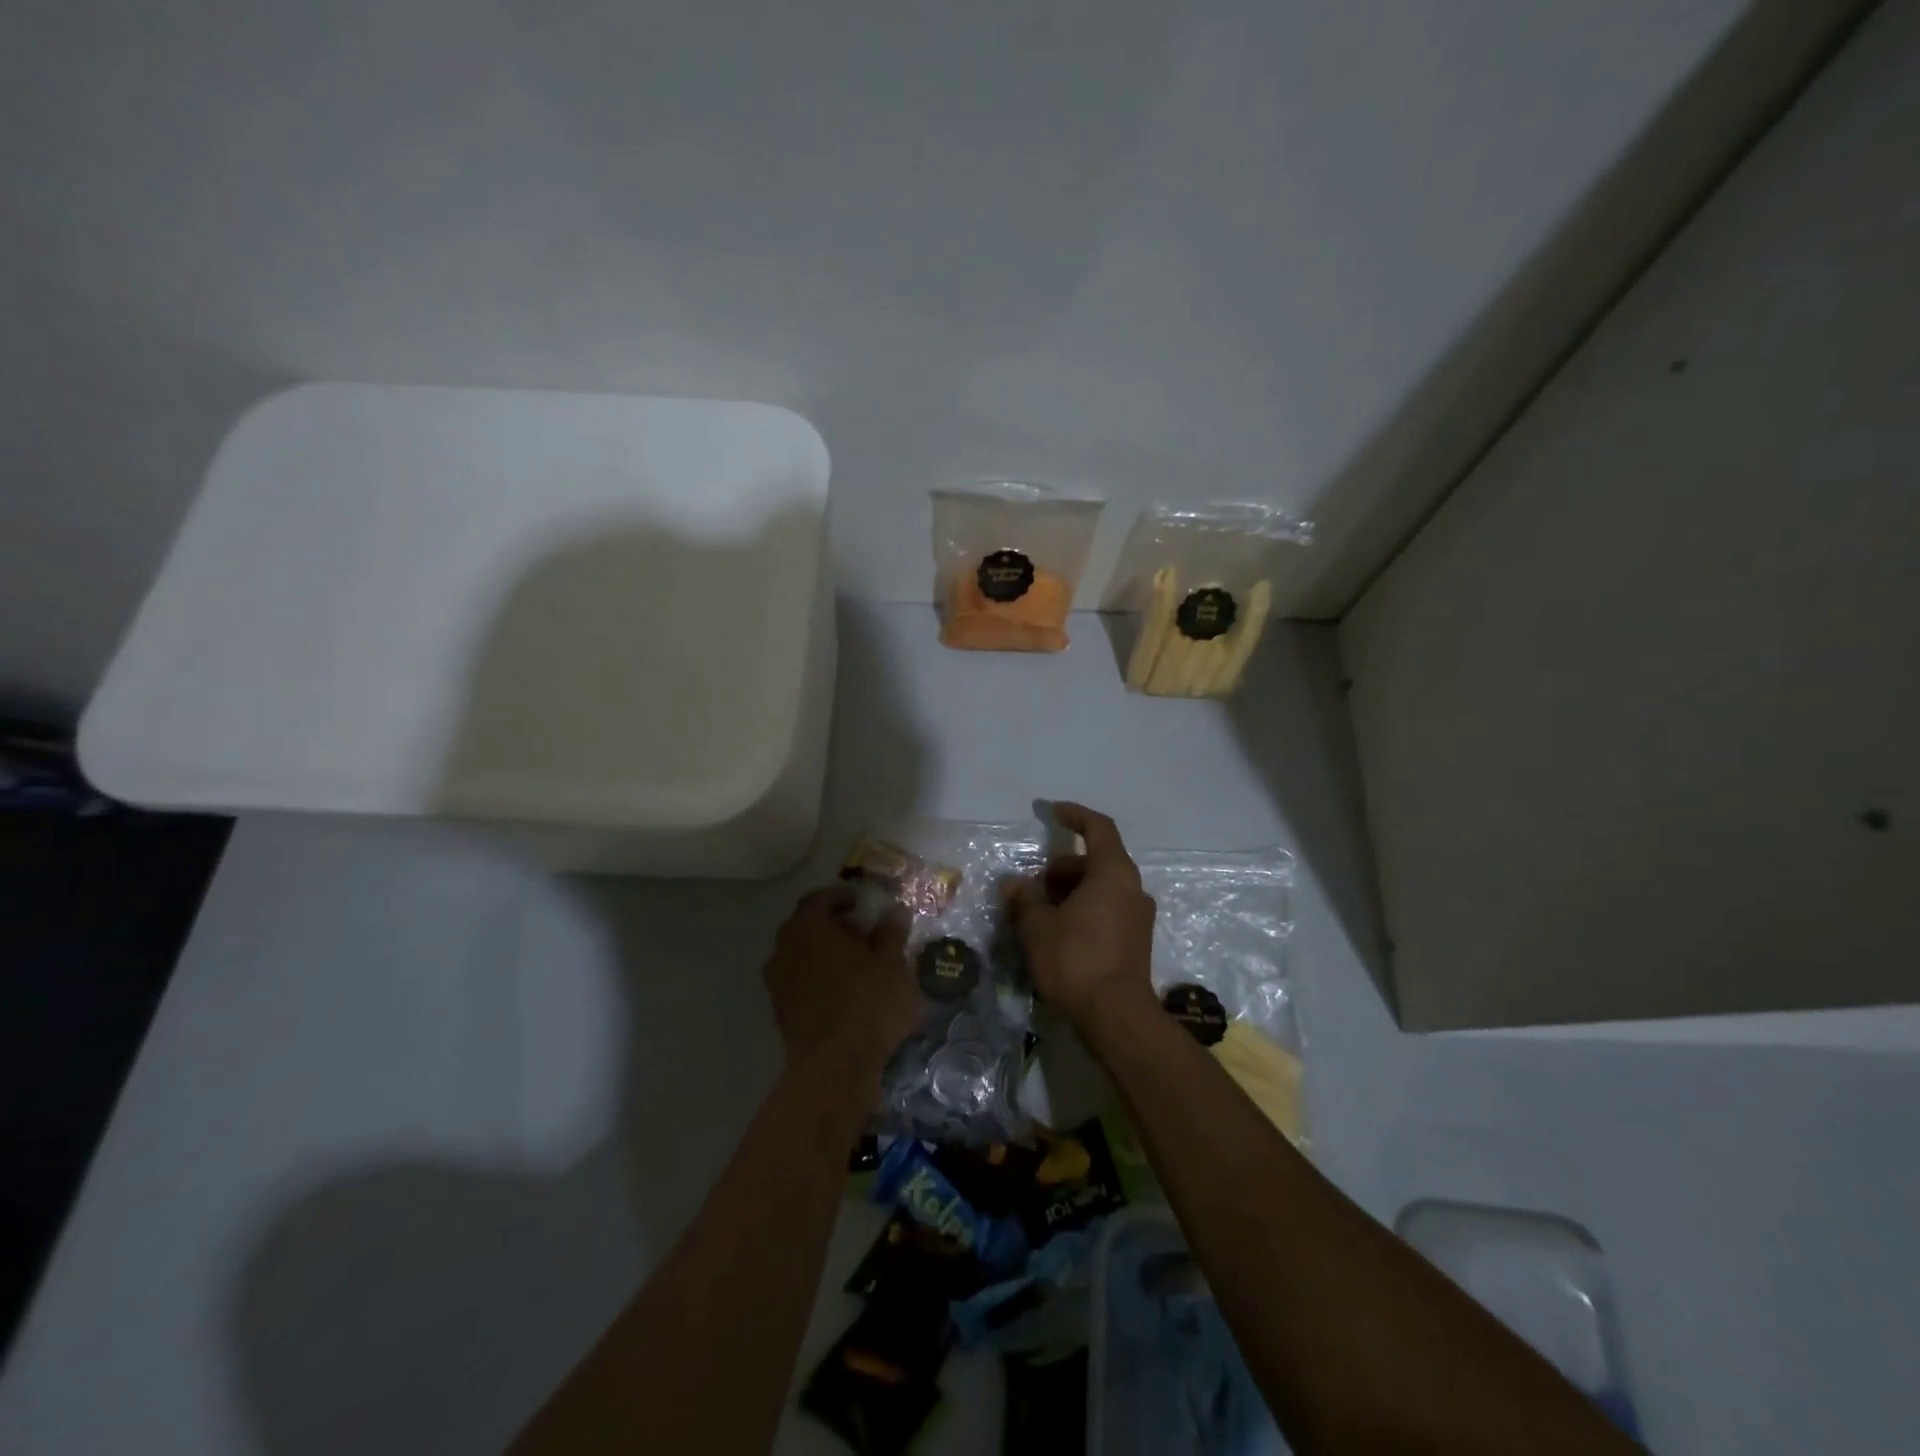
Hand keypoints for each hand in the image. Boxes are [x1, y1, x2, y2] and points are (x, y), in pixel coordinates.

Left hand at [764, 886, 920, 1078]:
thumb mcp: (892, 964)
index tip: (862, 903)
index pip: (819, 898)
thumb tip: (894, 911)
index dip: (842, 897)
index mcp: (808, 927)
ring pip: (802, 954)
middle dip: (834, 925)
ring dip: (825, 952)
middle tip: (863, 932)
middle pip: (807, 925)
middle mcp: (785, 948)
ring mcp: (778, 982)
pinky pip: (800, 980)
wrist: (833, 1069)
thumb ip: (892, 933)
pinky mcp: (781, 1011)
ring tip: (857, 963)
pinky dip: (819, 977)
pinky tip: (844, 990)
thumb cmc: (867, 1004)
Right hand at [1009, 803, 1156, 1027]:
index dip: (1074, 815)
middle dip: (1060, 869)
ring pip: (1100, 888)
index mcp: (1114, 873)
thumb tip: (1013, 884)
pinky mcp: (1137, 941)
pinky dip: (1083, 910)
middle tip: (1032, 890)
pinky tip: (1059, 934)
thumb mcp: (1038, 927)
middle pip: (1095, 862)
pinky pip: (1107, 910)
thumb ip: (1024, 899)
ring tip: (1039, 915)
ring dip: (1070, 892)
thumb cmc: (1076, 960)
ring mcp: (1138, 916)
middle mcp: (1132, 888)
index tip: (1051, 811)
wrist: (1117, 1017)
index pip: (1098, 828)